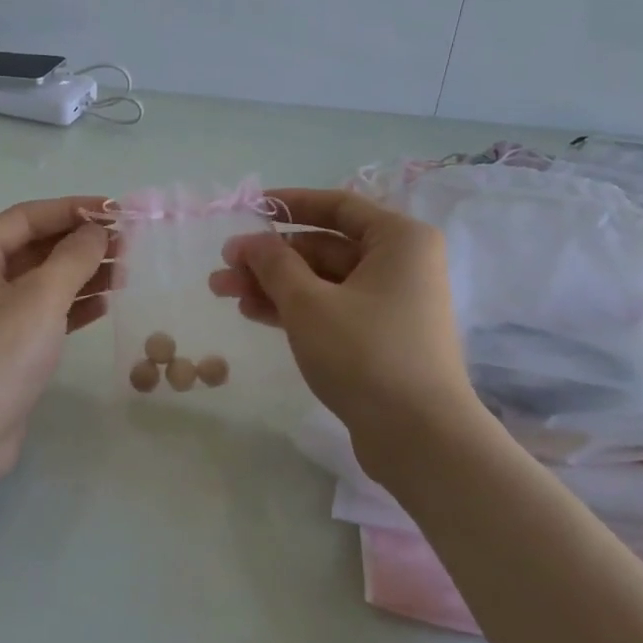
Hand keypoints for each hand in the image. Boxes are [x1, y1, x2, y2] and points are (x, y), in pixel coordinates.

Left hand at [0, 196, 112, 485]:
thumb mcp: (40, 299)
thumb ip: (73, 257)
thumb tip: (96, 230)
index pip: (29, 216)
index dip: (75, 209)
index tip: (119, 210)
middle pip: (35, 246)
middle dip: (81, 244)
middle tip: (129, 246)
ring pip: (40, 280)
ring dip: (80, 274)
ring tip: (125, 273)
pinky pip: (39, 311)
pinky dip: (69, 305)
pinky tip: (103, 305)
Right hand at [209, 188, 476, 470]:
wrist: (419, 437)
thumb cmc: (365, 354)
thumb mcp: (309, 303)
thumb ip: (274, 264)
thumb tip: (249, 241)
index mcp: (399, 240)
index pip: (337, 206)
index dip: (289, 204)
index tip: (248, 209)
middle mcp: (401, 264)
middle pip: (325, 248)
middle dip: (271, 257)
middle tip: (222, 268)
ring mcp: (392, 304)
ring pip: (323, 282)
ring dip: (274, 285)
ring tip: (224, 292)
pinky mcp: (380, 338)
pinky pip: (332, 309)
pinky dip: (295, 309)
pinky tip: (253, 313)